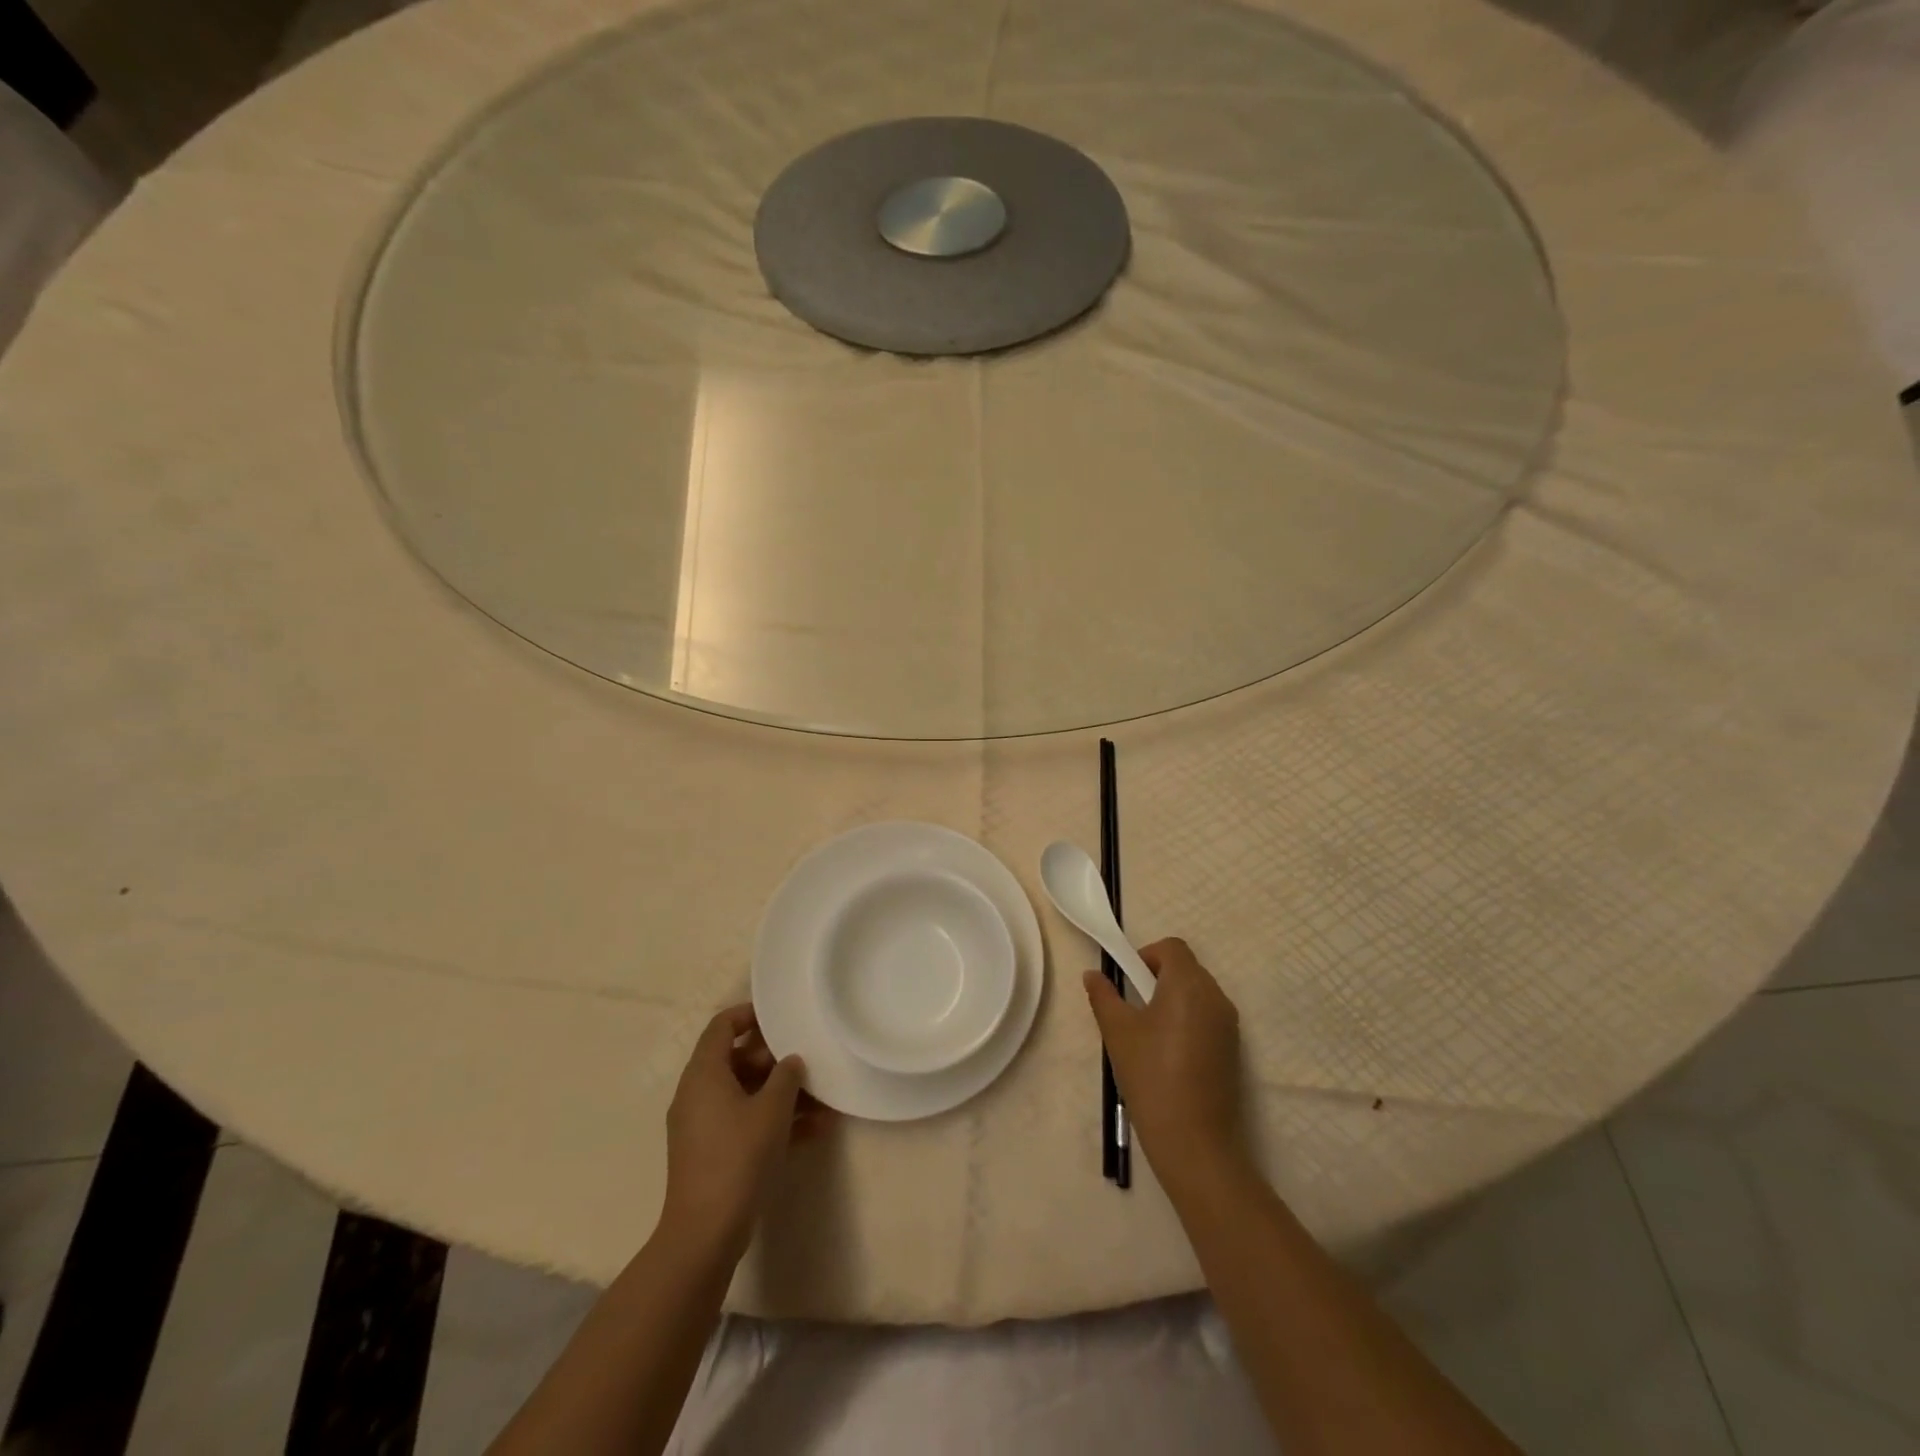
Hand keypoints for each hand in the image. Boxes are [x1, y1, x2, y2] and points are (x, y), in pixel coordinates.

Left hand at [661, 1005, 829, 1263]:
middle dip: (775, 1060)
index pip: (722, 1026)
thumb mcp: (772, 1109)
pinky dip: (774, 1121)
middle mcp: (698, 1093)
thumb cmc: (738, 1157)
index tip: (780, 1017)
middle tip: (808, 1060)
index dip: (750, 1015)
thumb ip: (786, 1076)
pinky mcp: (711, 1152)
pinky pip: (745, 1122)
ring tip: (823, 1100)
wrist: (705, 1233)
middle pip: (737, 1059)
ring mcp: (703, 1125)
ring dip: (782, 1094)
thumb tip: (790, 1061)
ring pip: (746, 1094)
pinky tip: (815, 1130)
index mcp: (704, 1074)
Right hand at [1083, 938, 1244, 1193]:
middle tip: (1133, 1007)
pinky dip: (1187, 1020)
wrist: (1195, 1142)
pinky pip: (1207, 1017)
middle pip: (1186, 968)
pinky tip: (1168, 1054)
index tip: (1128, 982)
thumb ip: (1103, 996)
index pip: (1172, 947)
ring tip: (1148, 1034)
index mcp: (1188, 984)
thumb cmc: (1151, 1076)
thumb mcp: (1117, 1032)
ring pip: (1197, 993)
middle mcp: (1215, 996)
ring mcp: (1229, 1024)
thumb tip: (1093, 974)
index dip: (1146, 955)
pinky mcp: (1233, 1049)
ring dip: (1173, 999)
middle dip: (1158, 977)